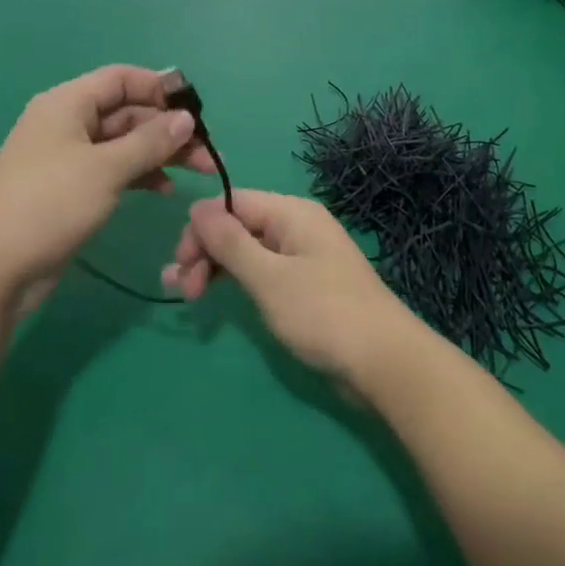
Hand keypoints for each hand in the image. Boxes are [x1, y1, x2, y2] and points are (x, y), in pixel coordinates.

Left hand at [0, 65, 213, 310]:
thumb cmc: (49, 204)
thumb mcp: (105, 169)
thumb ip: (150, 142)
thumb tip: (186, 119)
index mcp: (68, 103)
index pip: (121, 78)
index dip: (159, 88)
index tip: (195, 111)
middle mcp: (67, 123)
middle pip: (127, 112)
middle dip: (168, 128)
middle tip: (207, 153)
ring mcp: (67, 157)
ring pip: (123, 143)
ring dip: (159, 153)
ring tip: (199, 172)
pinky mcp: (70, 188)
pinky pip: (113, 169)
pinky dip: (140, 174)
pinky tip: (164, 190)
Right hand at [166, 190, 423, 387]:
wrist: (385, 362)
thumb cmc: (323, 314)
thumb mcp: (269, 277)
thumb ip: (230, 242)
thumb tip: (197, 206)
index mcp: (291, 213)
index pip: (232, 203)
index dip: (201, 228)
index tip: (180, 263)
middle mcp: (296, 226)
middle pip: (238, 225)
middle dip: (205, 251)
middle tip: (182, 289)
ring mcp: (303, 256)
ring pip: (247, 250)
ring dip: (215, 267)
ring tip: (186, 295)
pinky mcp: (305, 285)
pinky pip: (263, 271)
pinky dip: (238, 281)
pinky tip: (218, 296)